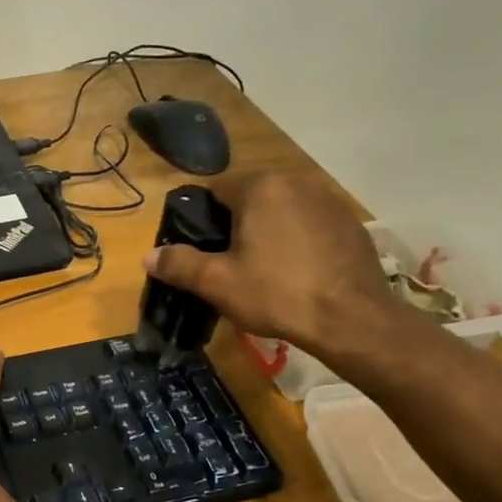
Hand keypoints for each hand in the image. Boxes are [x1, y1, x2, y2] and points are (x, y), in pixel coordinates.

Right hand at [143, 171, 406, 363]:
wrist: (352, 319)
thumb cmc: (277, 294)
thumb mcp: (217, 283)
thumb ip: (179, 264)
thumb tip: (150, 256)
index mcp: (260, 188)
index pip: (214, 191)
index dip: (201, 221)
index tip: (199, 251)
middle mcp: (296, 181)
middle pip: (250, 199)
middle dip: (235, 227)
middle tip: (228, 265)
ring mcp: (328, 201)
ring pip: (281, 212)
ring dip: (267, 233)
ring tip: (263, 271)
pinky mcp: (350, 223)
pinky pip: (309, 225)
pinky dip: (297, 242)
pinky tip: (297, 273)